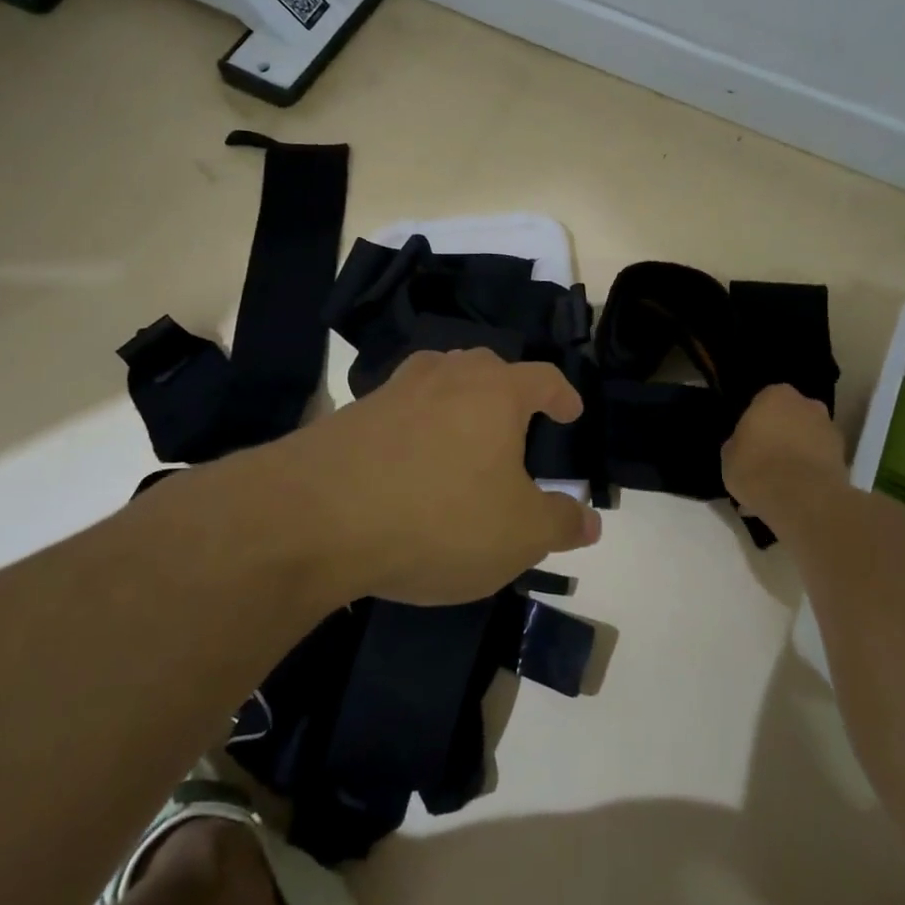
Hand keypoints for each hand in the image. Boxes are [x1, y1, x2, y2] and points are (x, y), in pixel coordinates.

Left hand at [237, 347, 600, 605]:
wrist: (315, 518)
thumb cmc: (438, 518)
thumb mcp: (517, 535)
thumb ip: (560, 523)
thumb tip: (589, 519)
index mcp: (496, 392)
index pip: (544, 378)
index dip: (563, 395)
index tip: (571, 412)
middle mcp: (446, 376)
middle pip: (488, 369)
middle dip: (508, 393)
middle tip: (517, 428)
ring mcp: (394, 390)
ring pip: (440, 382)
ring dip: (459, 404)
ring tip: (464, 439)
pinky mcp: (352, 413)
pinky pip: (401, 412)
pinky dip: (416, 429)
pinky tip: (410, 465)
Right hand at [721, 383, 849, 540]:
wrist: (802, 500)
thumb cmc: (756, 468)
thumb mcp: (729, 455)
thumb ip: (738, 443)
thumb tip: (745, 445)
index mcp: (775, 395)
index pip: (763, 402)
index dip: (755, 423)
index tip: (748, 443)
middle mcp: (808, 405)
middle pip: (791, 418)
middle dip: (781, 435)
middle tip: (766, 461)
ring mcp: (830, 430)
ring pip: (808, 440)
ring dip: (798, 454)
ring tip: (781, 486)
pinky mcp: (845, 458)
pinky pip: (820, 462)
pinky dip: (811, 474)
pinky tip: (796, 496)